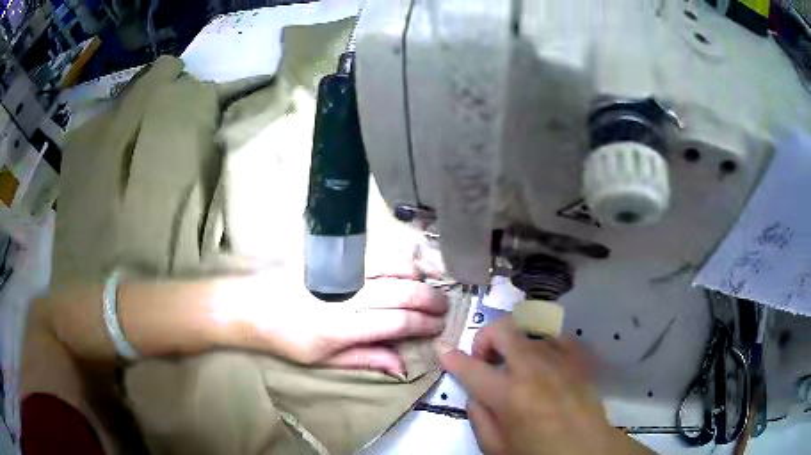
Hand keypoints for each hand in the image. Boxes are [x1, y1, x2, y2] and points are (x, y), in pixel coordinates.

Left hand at [222, 275, 448, 375]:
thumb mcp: (324, 360)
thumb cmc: (286, 339)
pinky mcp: (331, 258)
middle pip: (399, 293)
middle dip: (428, 299)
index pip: (395, 322)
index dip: (422, 324)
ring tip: (431, 284)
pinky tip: (407, 265)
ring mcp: (339, 273)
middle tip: (444, 306)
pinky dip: (395, 259)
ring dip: (416, 276)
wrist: (250, 305)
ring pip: (389, 268)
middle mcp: (345, 297)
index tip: (438, 326)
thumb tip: (401, 366)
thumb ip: (365, 359)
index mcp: (342, 328)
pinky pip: (372, 254)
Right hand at [438, 318, 650, 454]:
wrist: (587, 450)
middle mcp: (535, 369)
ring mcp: (561, 360)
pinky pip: (558, 336)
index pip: (472, 368)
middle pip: (505, 330)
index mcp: (510, 396)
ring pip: (531, 328)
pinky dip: (543, 343)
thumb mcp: (496, 448)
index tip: (444, 352)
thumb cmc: (538, 453)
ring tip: (516, 362)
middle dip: (486, 337)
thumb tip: (475, 392)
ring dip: (515, 341)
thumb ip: (479, 417)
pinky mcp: (579, 360)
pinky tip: (543, 361)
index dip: (453, 358)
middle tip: (485, 359)